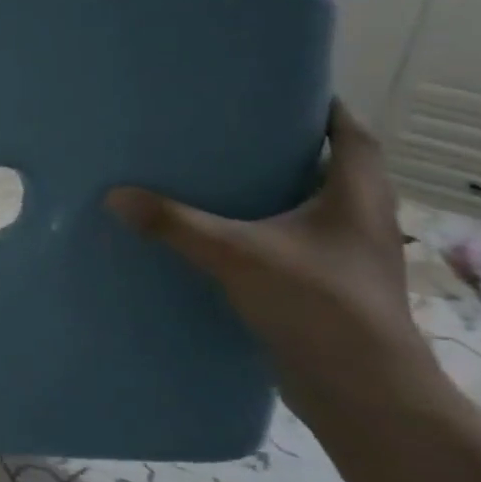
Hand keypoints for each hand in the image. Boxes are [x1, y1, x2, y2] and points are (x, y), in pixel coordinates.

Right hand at [105, 101, 431, 405]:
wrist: (365, 393)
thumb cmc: (318, 306)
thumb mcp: (238, 256)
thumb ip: (176, 225)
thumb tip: (115, 195)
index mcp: (357, 197)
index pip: (352, 134)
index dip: (325, 107)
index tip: (284, 88)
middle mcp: (363, 220)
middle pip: (335, 167)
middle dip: (292, 147)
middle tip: (236, 129)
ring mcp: (350, 258)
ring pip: (317, 208)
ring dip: (282, 191)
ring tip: (225, 177)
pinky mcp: (330, 288)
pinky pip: (299, 243)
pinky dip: (271, 231)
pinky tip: (228, 236)